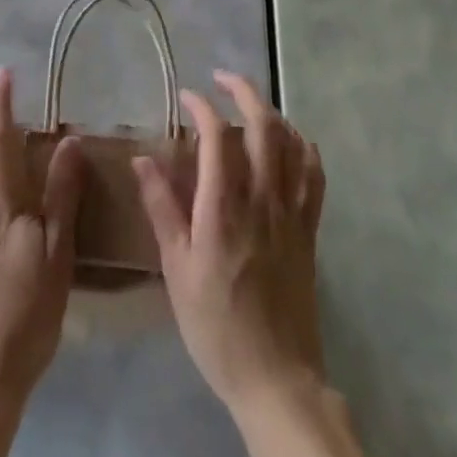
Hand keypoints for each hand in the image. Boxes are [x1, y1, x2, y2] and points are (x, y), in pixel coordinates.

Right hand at [133, 71, 326, 415]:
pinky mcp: (309, 228)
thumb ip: (162, 208)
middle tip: (222, 79)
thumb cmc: (216, 325)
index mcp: (223, 207)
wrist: (275, 377)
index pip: (218, 136)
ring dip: (271, 112)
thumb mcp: (176, 270)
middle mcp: (261, 198)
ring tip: (251, 104)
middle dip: (243, 91)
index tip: (187, 97)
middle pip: (263, 125)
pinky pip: (314, 174)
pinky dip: (304, 146)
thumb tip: (142, 158)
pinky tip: (292, 140)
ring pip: (291, 142)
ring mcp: (291, 211)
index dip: (202, 107)